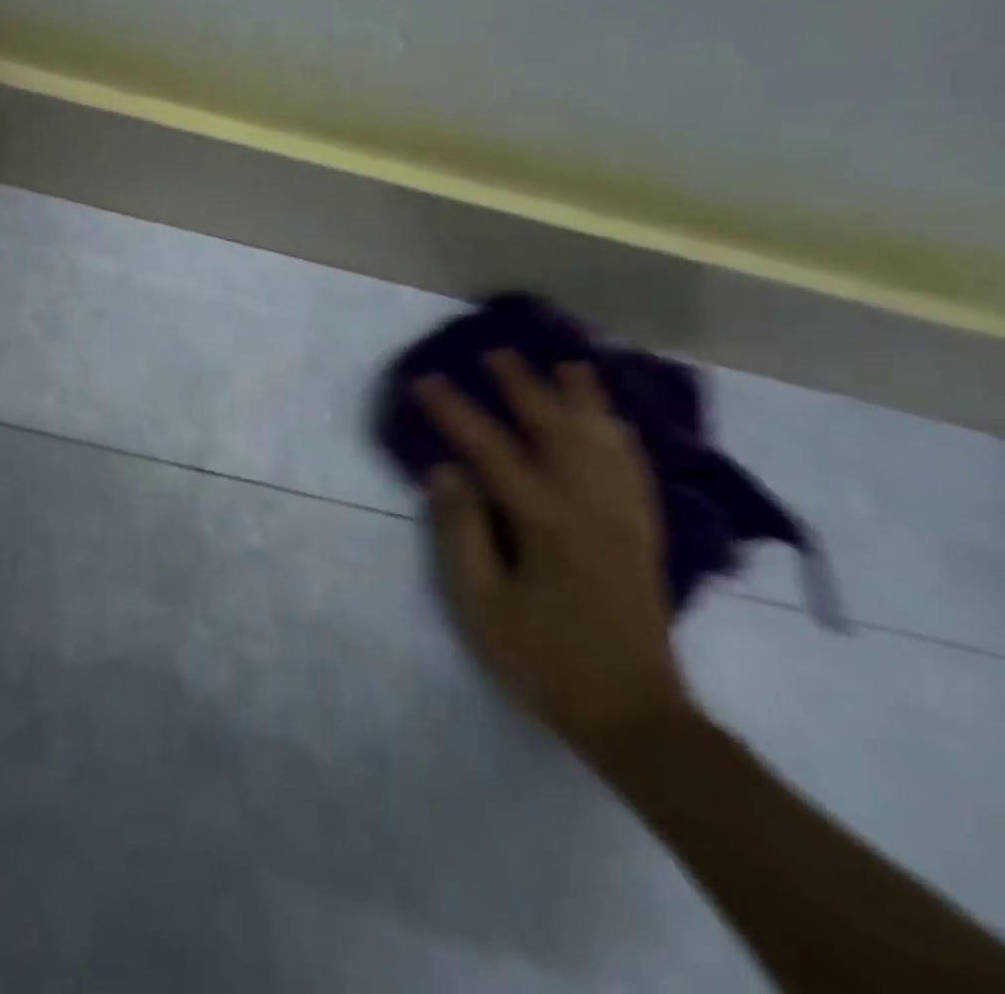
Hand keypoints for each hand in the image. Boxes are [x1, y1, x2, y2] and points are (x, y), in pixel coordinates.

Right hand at [415, 350, 693, 754]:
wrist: (635, 717)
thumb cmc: (543, 660)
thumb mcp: (480, 603)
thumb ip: (462, 531)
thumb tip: (444, 471)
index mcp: (547, 523)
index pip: (492, 451)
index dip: (455, 412)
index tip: (426, 380)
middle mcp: (592, 508)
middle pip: (557, 431)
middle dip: (524, 387)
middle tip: (497, 353)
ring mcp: (625, 521)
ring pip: (606, 442)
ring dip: (584, 399)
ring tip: (569, 365)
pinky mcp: (644, 537)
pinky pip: (635, 470)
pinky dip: (621, 437)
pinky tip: (614, 424)